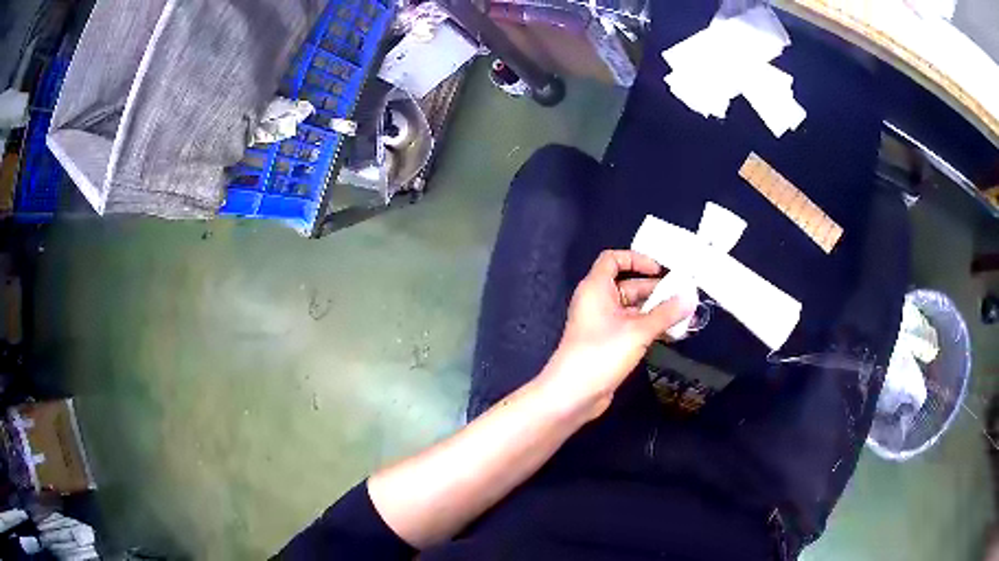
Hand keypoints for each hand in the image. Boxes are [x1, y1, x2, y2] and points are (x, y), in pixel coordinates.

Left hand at [538, 250, 696, 418]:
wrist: (573, 394)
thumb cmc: (601, 353)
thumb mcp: (638, 331)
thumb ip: (666, 313)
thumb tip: (691, 296)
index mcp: (596, 288)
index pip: (613, 259)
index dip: (636, 259)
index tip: (660, 270)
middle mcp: (597, 302)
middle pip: (627, 285)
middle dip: (655, 289)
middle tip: (683, 295)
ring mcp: (602, 325)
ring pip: (632, 309)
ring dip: (656, 311)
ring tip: (685, 315)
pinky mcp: (608, 344)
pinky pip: (632, 328)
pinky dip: (650, 327)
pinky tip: (672, 333)